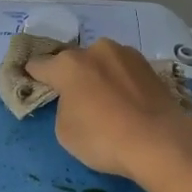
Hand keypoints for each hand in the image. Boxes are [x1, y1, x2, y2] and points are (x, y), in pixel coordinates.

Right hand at [25, 39, 191, 178]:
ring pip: (102, 63)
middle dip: (71, 75)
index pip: (39, 65)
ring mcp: (126, 55)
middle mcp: (96, 50)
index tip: (32, 82)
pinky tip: (126, 103)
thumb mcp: (65, 131)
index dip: (33, 75)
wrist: (160, 141)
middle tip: (75, 98)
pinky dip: (120, 83)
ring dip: (99, 76)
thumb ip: (64, 107)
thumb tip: (77, 100)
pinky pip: (124, 72)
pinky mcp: (150, 66)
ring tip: (106, 102)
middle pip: (74, 61)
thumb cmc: (103, 138)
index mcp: (68, 64)